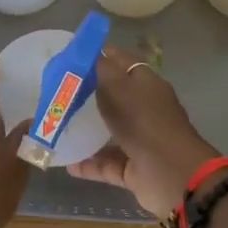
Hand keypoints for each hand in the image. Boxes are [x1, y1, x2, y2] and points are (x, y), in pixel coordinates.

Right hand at [68, 45, 220, 218]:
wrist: (172, 174)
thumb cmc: (143, 120)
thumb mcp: (117, 86)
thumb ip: (100, 68)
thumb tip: (90, 52)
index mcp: (145, 83)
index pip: (119, 62)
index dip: (96, 57)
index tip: (68, 58)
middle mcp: (144, 109)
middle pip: (112, 97)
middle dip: (85, 95)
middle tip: (55, 93)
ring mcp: (140, 140)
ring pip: (108, 132)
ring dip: (85, 132)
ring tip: (56, 127)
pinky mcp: (134, 168)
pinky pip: (106, 163)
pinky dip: (88, 164)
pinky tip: (66, 162)